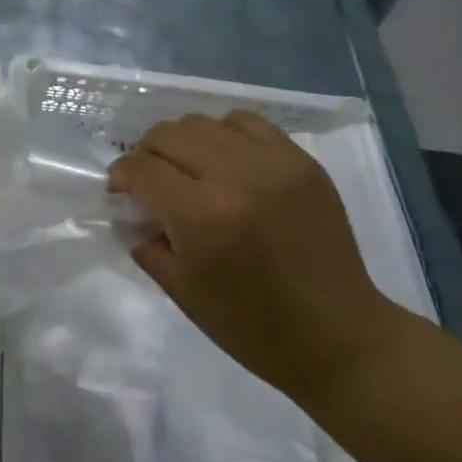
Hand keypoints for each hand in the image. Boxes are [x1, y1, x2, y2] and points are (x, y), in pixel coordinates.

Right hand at [108, 111, 399, 405]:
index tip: (120, 190)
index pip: (141, 169)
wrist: (341, 339)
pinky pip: (246, 123)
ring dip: (182, 142)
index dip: (121, 176)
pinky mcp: (301, 161)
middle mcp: (235, 178)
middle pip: (167, 136)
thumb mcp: (181, 291)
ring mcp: (273, 164)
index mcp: (203, 217)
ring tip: (187, 169)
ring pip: (201, 123)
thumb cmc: (253, 327)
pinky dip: (223, 134)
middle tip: (150, 181)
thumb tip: (125, 209)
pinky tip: (225, 161)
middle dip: (146, 155)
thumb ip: (142, 242)